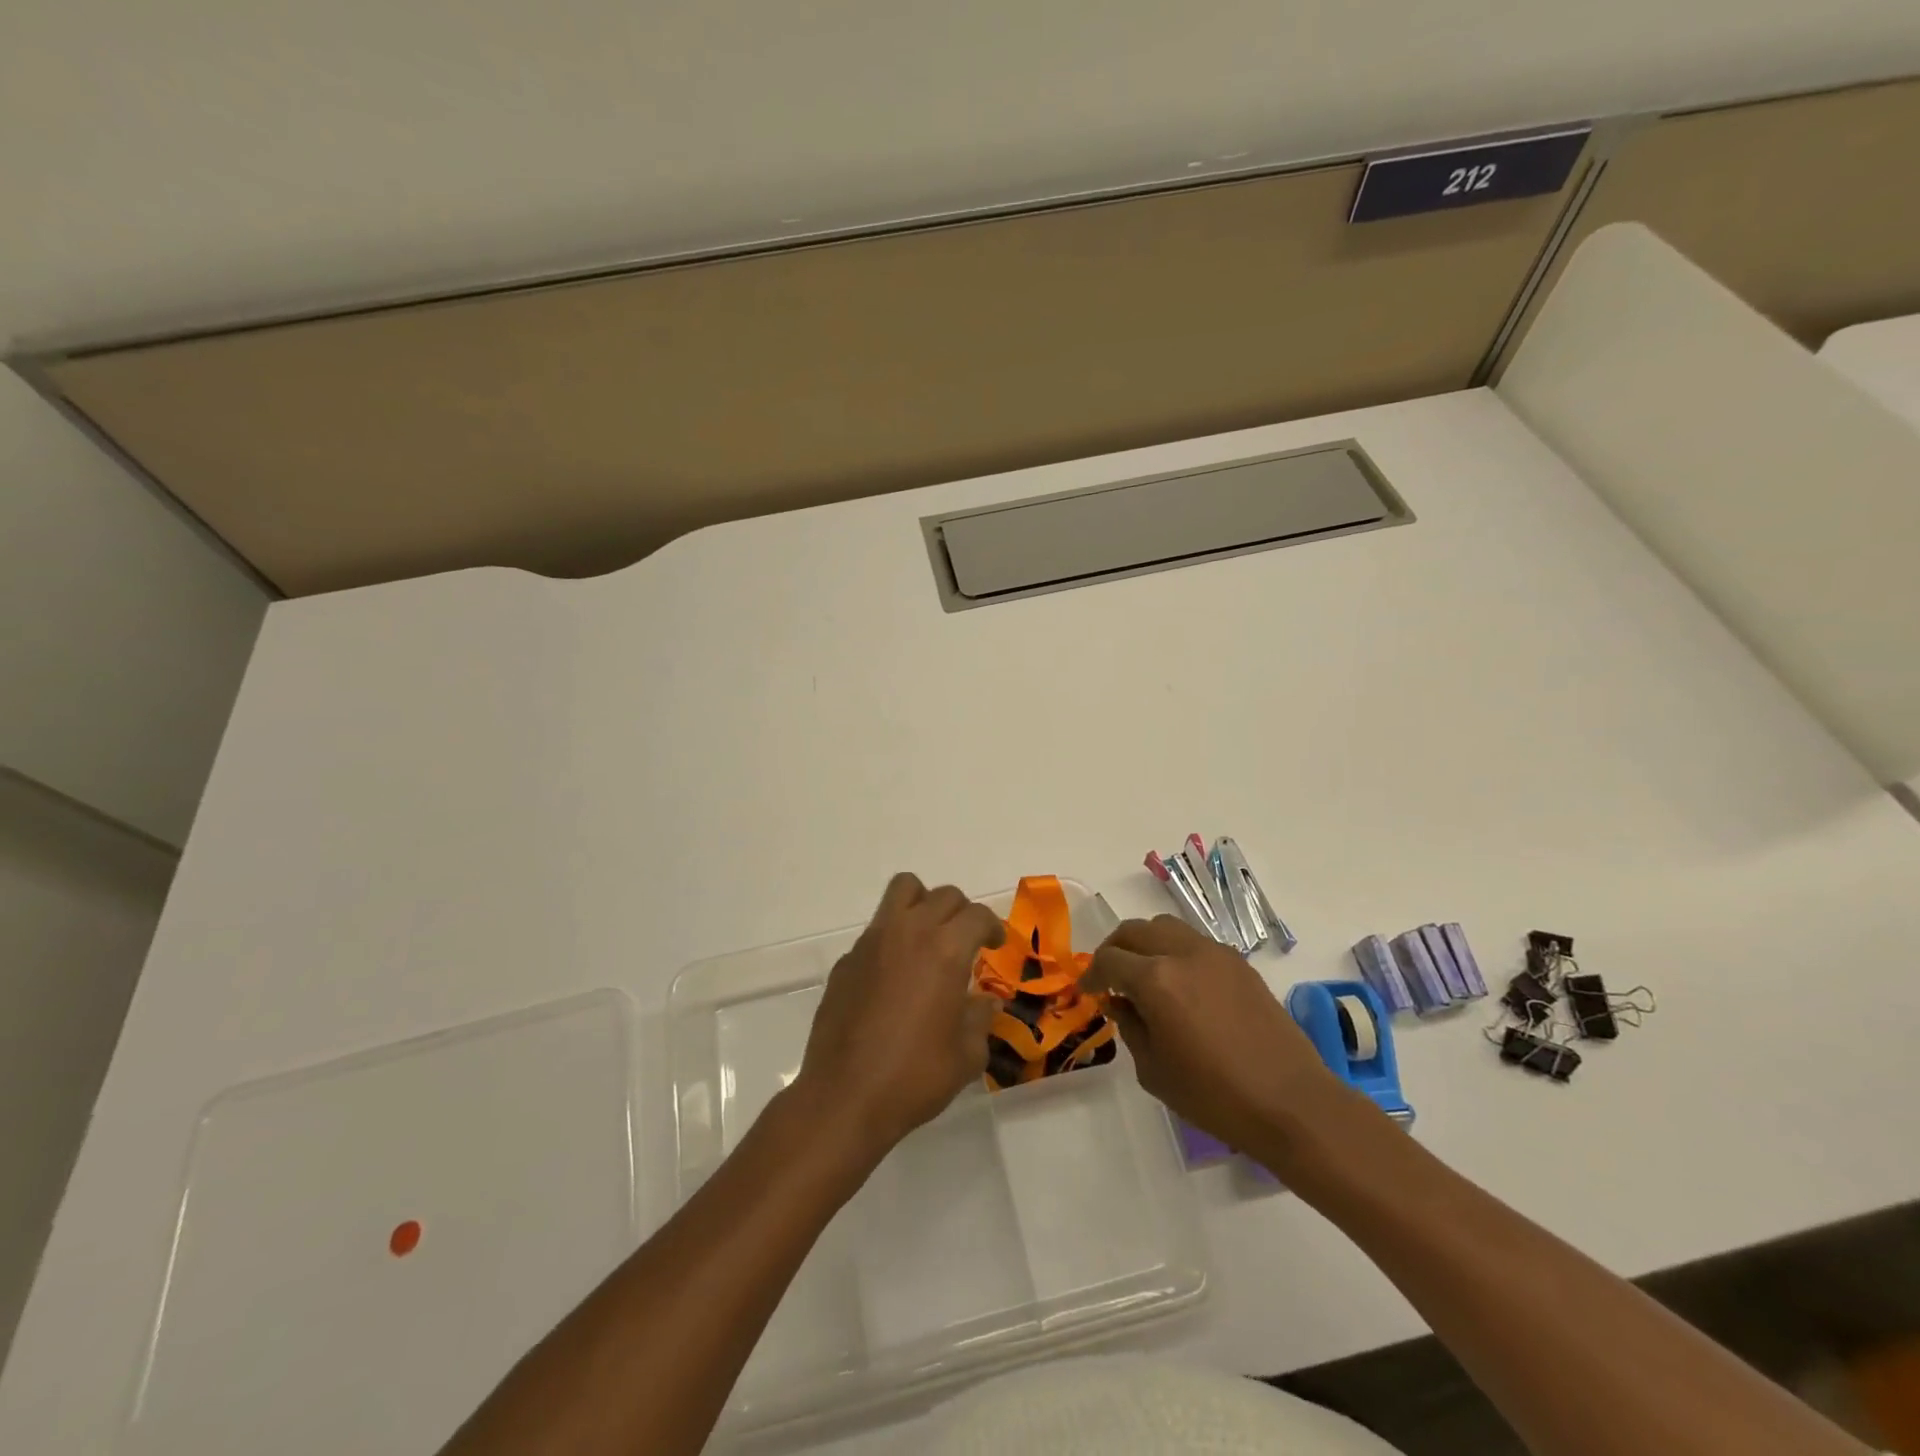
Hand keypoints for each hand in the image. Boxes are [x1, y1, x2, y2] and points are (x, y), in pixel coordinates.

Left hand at [796, 873, 1005, 1162]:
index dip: (993, 927)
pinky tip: (893, 978)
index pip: (977, 915)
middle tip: (966, 942)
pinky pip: (876, 930)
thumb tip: (985, 1003)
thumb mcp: (966, 1056)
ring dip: (923, 903)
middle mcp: (909, 932)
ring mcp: (872, 941)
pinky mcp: (847, 959)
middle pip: (943, 896)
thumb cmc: (915, 1077)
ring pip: (902, 890)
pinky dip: (892, 939)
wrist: (845, 1097)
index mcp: (945, 949)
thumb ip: (980, 1020)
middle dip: (962, 913)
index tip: (995, 945)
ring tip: (929, 936)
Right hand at [1083, 915, 1352, 1161]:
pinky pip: (1195, 941)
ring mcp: (1215, 954)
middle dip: (1114, 948)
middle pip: (1135, 931)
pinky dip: (1175, 950)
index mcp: (1156, 980)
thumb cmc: (1215, 1096)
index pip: (1109, 960)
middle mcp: (1183, 953)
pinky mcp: (1239, 963)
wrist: (1291, 1103)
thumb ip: (1130, 1027)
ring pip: (1166, 926)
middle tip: (1108, 976)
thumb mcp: (1154, 1071)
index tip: (1087, 990)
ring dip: (1146, 943)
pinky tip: (1179, 983)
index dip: (1091, 974)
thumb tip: (1119, 1002)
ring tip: (1143, 973)